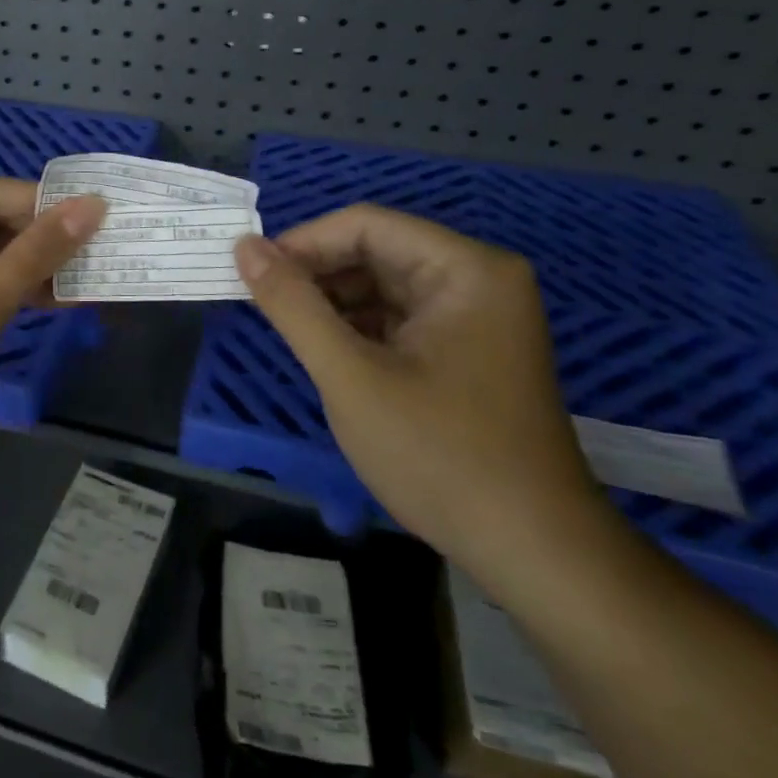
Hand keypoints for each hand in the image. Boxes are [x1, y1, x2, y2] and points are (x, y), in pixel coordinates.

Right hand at [234, 206, 606, 585]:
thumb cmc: (439, 455)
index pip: (365, 225)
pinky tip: (330, 356)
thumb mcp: (350, 376)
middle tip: (266, 308)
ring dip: (334, 304)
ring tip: (292, 335)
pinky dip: (359, 329)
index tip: (252, 275)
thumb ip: (292, 305)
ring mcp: (479, 317)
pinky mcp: (471, 351)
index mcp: (465, 269)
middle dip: (317, 276)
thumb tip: (244, 247)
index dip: (302, 243)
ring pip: (385, 286)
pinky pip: (401, 319)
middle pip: (377, 252)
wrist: (533, 552)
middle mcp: (479, 280)